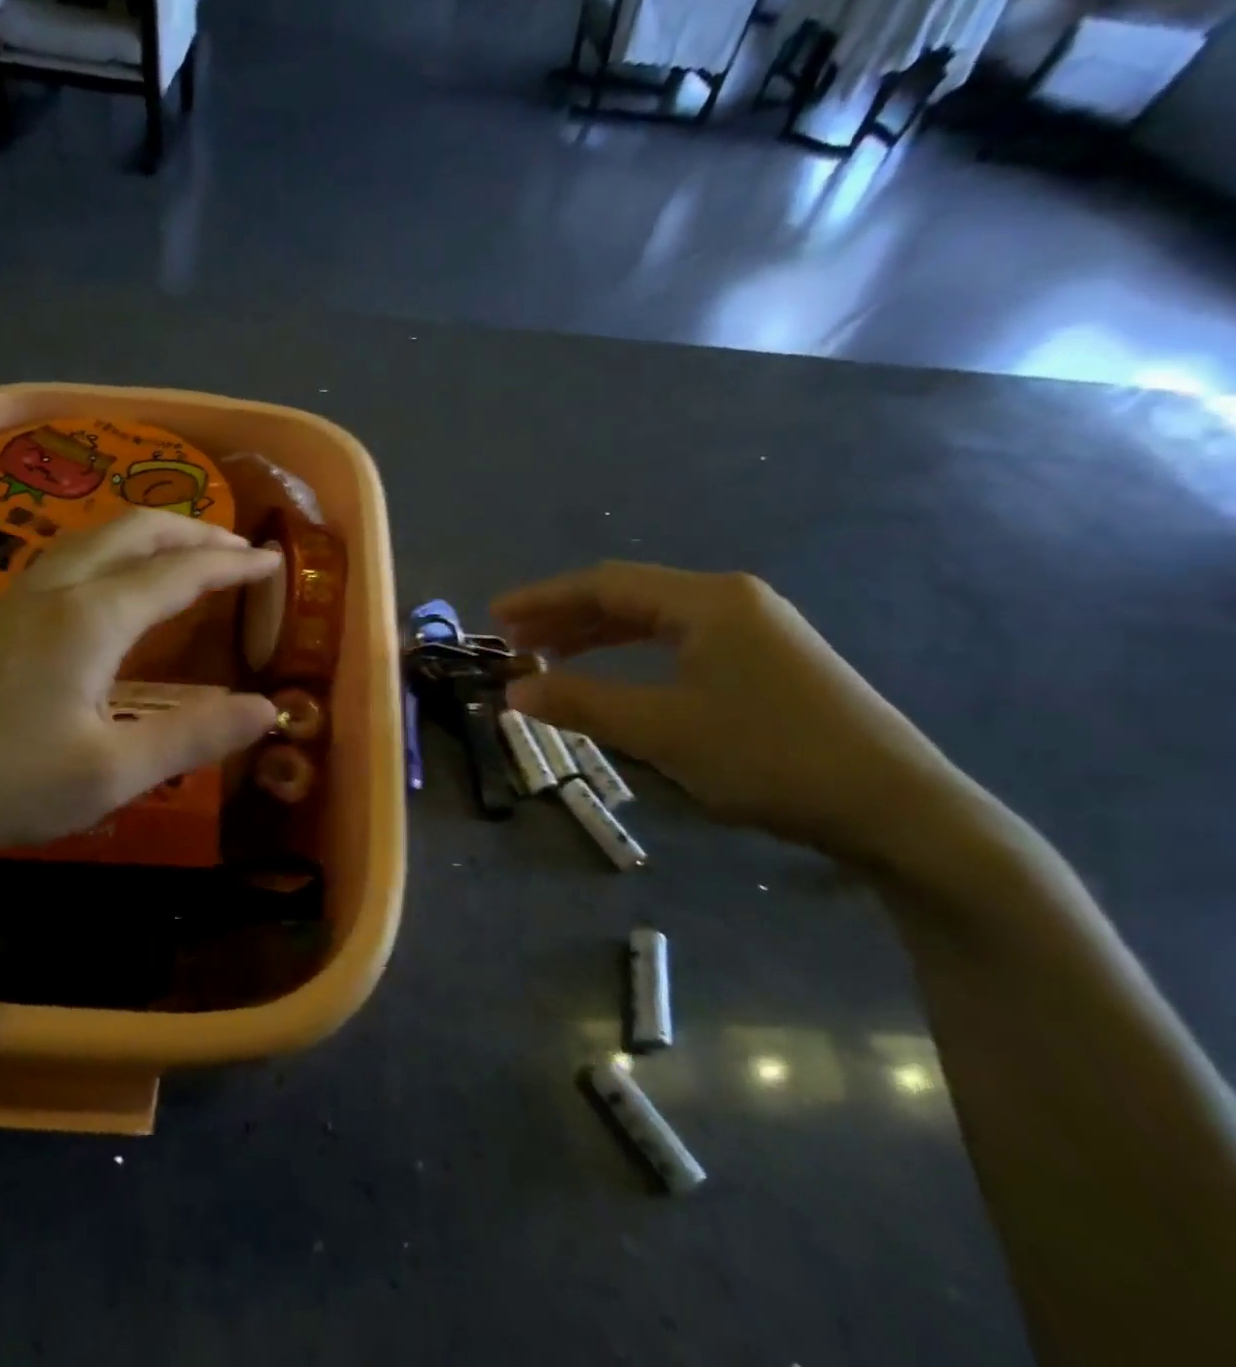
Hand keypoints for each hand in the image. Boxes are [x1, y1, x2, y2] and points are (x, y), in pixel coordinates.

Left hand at [0, 510, 279, 875]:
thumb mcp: (106, 773)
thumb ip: (192, 737)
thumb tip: (266, 709)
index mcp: (93, 616)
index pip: (180, 572)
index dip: (232, 564)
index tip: (272, 561)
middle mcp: (58, 589)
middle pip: (134, 530)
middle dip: (192, 529)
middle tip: (235, 545)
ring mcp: (16, 599)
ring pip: (95, 538)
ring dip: (149, 534)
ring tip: (182, 552)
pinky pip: (69, 559)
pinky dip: (113, 553)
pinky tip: (110, 587)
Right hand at [492, 563, 965, 863]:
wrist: (895, 806)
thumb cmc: (769, 757)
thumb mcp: (662, 730)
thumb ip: (582, 704)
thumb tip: (513, 689)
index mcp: (707, 601)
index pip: (605, 584)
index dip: (544, 598)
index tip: (496, 616)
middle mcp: (731, 600)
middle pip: (629, 595)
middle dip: (567, 615)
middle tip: (516, 640)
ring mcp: (755, 628)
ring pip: (655, 619)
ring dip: (598, 635)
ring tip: (550, 655)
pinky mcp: (767, 660)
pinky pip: (681, 641)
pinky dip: (635, 653)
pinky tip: (615, 673)